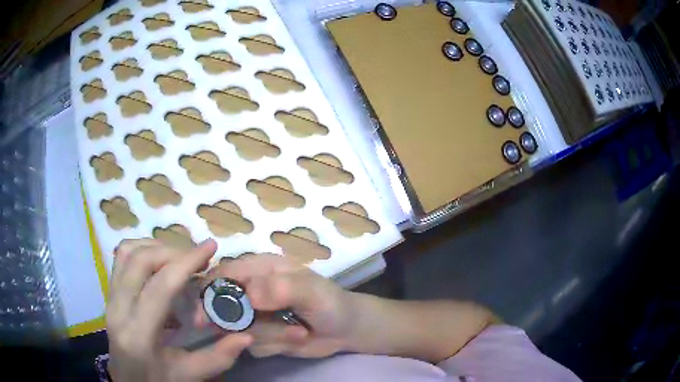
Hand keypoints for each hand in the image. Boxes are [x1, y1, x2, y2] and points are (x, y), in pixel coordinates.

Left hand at [107, 239, 251, 381]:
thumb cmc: (158, 381)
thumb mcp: (189, 375)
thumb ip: (218, 357)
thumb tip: (246, 336)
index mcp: (139, 335)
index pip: (160, 287)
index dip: (186, 262)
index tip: (210, 247)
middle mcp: (118, 310)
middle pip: (140, 260)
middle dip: (172, 251)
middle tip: (196, 258)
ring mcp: (109, 299)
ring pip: (126, 253)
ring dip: (155, 247)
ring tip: (177, 258)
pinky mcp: (108, 294)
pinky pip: (121, 259)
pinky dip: (141, 250)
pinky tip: (158, 263)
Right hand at [198, 254, 357, 357]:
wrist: (346, 330)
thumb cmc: (331, 303)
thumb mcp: (312, 291)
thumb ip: (282, 288)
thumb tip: (250, 295)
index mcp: (261, 269)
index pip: (224, 274)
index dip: (210, 292)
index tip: (204, 316)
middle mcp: (253, 290)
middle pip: (222, 305)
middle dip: (232, 322)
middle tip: (245, 335)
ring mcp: (256, 315)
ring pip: (239, 329)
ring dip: (269, 336)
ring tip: (298, 332)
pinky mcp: (262, 336)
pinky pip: (254, 345)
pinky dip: (275, 345)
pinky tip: (297, 338)